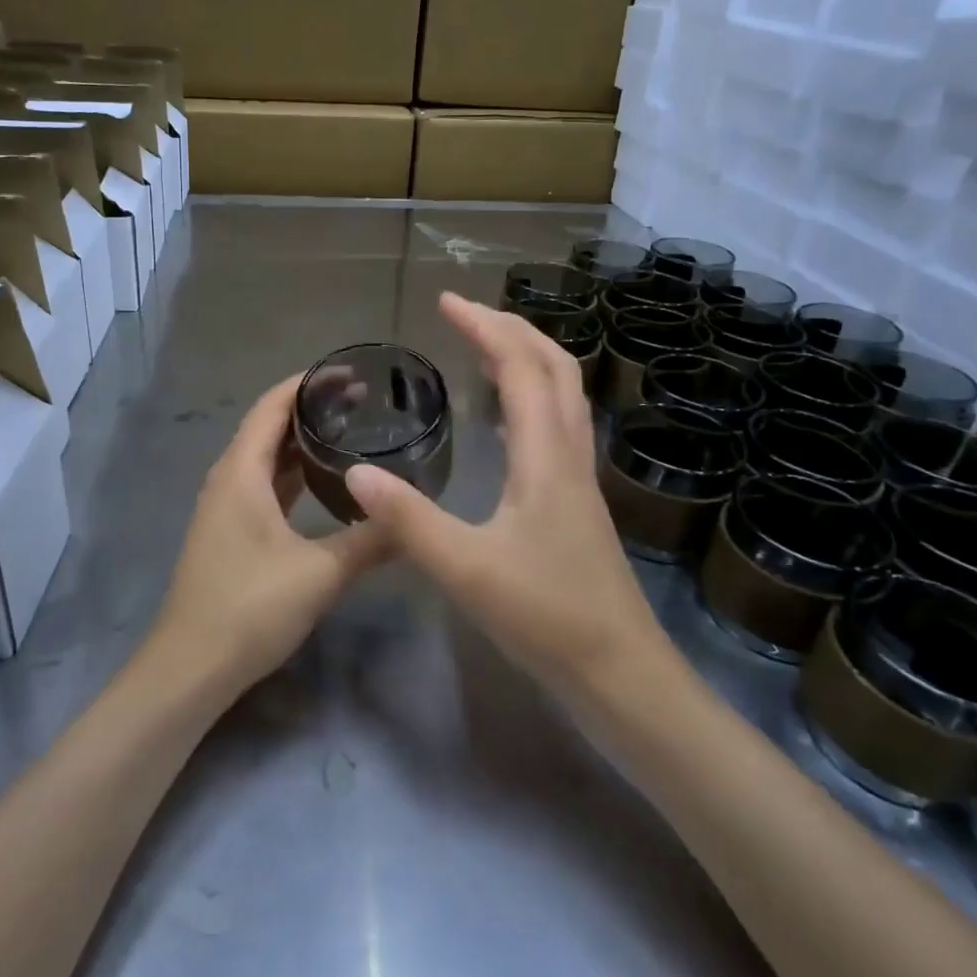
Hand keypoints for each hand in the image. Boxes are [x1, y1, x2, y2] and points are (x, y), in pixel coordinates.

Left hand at [148, 376, 389, 694]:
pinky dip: (292, 474)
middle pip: (267, 427)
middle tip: (361, 402)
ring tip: (348, 433)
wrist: (190, 667)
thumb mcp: (320, 573)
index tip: (349, 373)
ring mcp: (225, 508)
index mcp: (241, 472)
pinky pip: (263, 486)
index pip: (272, 406)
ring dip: (300, 442)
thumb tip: (414, 521)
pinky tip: (323, 483)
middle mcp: (228, 480)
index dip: (307, 383)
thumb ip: (369, 542)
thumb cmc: (250, 607)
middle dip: (310, 409)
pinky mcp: (229, 532)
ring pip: (265, 459)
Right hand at [345, 293, 661, 692]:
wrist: (620, 674)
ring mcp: (579, 479)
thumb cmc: (546, 617)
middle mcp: (570, 455)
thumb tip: (356, 475)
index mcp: (546, 457)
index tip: (446, 302)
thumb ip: (409, 520)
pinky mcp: (577, 504)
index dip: (485, 327)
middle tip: (465, 316)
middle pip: (555, 368)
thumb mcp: (467, 569)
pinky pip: (558, 427)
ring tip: (484, 350)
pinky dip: (532, 399)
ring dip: (527, 359)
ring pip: (563, 396)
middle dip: (511, 329)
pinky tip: (506, 420)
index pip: (521, 367)